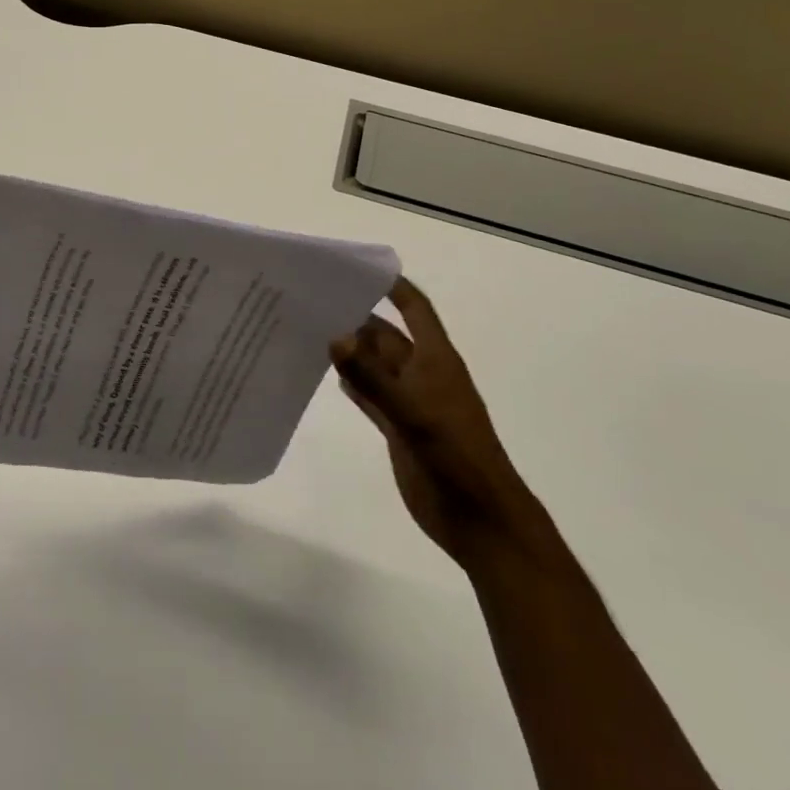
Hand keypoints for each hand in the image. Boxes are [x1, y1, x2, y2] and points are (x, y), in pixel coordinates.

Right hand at [333, 277, 547, 570]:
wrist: (480, 520)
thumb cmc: (456, 457)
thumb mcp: (413, 413)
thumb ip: (372, 378)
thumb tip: (335, 336)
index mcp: (436, 360)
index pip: (416, 310)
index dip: (394, 287)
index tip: (358, 269)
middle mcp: (422, 374)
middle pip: (387, 335)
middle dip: (357, 318)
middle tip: (313, 300)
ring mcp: (409, 401)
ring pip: (375, 365)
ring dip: (350, 350)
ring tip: (309, 329)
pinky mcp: (398, 427)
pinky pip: (370, 395)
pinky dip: (351, 382)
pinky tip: (326, 373)